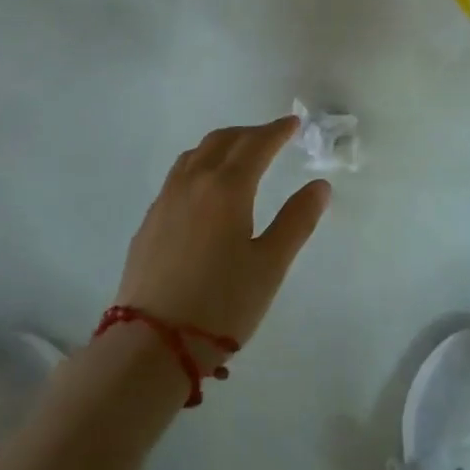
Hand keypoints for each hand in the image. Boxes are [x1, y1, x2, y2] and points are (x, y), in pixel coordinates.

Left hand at [114, 117, 331, 355]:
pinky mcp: (149, 222)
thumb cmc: (221, 304)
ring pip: (195, 155)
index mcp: (226, 188)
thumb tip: (319, 185)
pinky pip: (178, 176)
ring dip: (221, 145)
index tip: (293, 124)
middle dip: (249, 133)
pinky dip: (199, 165)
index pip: (255, 145)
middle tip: (271, 136)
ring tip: (238, 155)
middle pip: (222, 141)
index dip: (276, 131)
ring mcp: (165, 201)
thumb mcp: (270, 265)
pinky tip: (204, 189)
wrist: (152, 344)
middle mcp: (193, 183)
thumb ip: (296, 220)